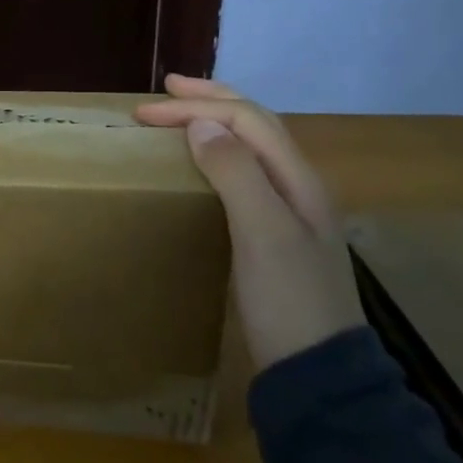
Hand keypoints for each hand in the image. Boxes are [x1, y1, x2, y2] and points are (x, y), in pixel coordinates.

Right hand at [137, 75, 364, 369]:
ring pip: (252, 146)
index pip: (245, 121)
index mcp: (298, 179)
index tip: (143, 112)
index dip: (196, 107)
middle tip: (168, 87)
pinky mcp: (275, 234)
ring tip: (183, 112)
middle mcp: (298, 186)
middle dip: (212, 98)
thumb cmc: (287, 300)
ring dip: (217, 120)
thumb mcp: (261, 233)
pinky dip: (219, 151)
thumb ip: (236, 173)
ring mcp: (290, 211)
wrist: (319, 375)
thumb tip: (201, 123)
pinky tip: (203, 162)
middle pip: (256, 124)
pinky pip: (245, 173)